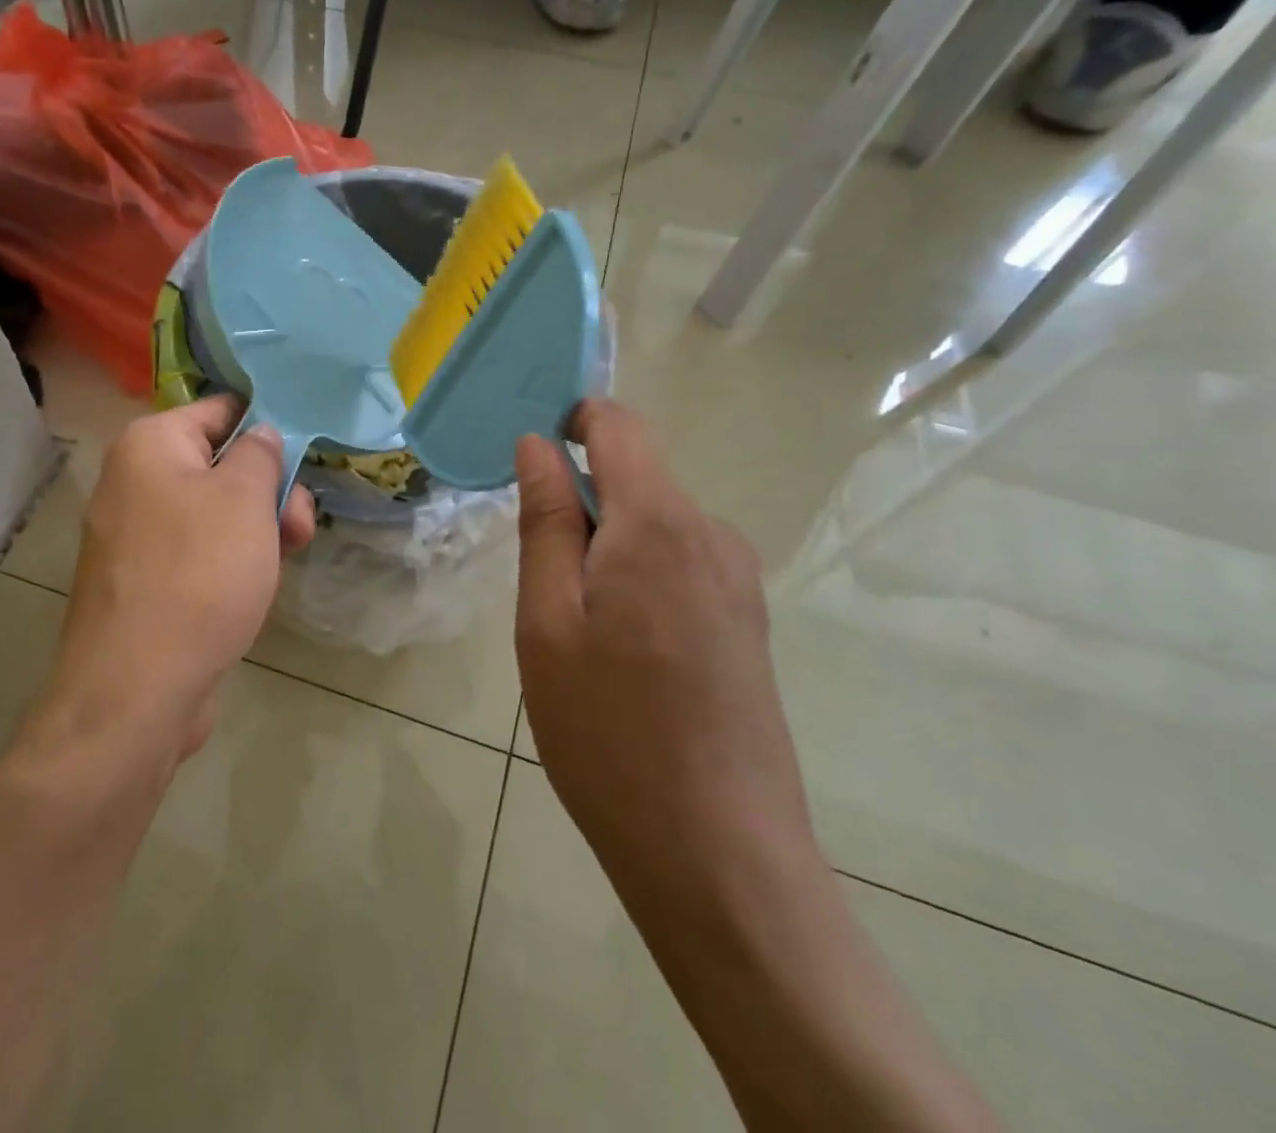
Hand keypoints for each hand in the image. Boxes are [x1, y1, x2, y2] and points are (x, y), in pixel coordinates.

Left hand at [33, 395, 315, 764]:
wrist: (137, 691)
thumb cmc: (199, 575)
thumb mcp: (245, 499)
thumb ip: (260, 454)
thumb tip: (261, 434)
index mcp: (149, 446)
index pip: (219, 410)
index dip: (267, 425)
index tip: (307, 451)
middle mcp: (132, 482)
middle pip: (218, 465)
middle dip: (268, 489)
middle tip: (300, 523)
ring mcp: (133, 536)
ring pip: (212, 512)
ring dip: (257, 527)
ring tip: (290, 555)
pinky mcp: (142, 582)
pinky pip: (195, 551)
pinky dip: (229, 559)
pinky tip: (257, 584)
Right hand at [513, 399, 816, 919]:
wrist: (719, 853)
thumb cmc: (608, 729)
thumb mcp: (547, 620)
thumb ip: (547, 520)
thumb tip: (538, 444)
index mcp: (659, 523)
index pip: (618, 423)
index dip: (570, 421)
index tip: (528, 467)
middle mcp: (712, 534)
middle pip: (635, 475)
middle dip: (580, 504)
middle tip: (541, 585)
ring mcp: (739, 579)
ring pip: (654, 523)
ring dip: (606, 548)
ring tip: (580, 632)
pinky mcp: (747, 619)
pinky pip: (679, 562)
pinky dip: (637, 577)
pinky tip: (622, 653)